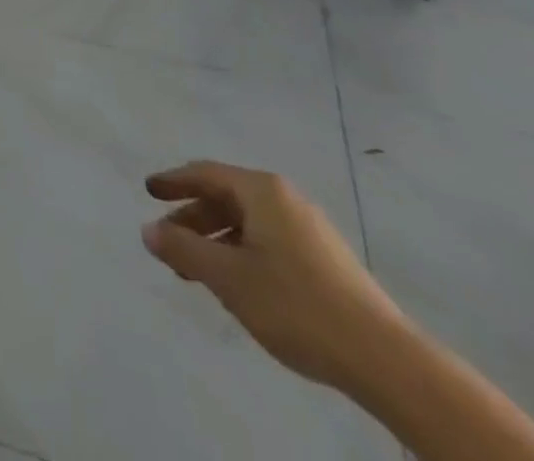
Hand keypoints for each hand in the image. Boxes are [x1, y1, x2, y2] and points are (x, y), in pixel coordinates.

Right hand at [142, 160, 408, 391]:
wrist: (386, 360)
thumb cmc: (296, 306)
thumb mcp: (228, 278)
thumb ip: (184, 250)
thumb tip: (148, 230)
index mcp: (261, 191)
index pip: (205, 173)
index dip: (173, 181)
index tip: (148, 190)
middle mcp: (285, 198)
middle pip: (226, 196)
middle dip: (194, 217)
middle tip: (168, 240)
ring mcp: (309, 228)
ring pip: (248, 222)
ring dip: (216, 240)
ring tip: (197, 270)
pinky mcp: (325, 259)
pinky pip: (268, 240)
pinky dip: (242, 252)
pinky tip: (238, 284)